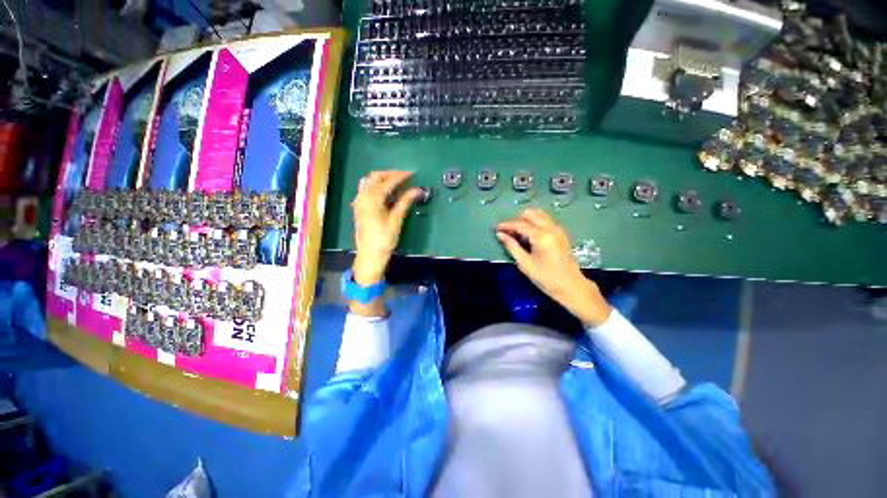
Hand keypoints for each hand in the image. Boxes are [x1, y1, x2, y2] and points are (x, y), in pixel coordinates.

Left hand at [351, 170, 420, 285]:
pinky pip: (365, 190)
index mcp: (372, 199)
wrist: (369, 256)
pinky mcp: (359, 208)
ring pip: (368, 182)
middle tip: (404, 176)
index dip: (400, 176)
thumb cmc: (384, 239)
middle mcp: (363, 197)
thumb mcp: (396, 220)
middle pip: (375, 177)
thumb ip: (405, 202)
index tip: (412, 173)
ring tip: (395, 183)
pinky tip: (384, 193)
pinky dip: (375, 186)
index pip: (388, 181)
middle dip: (390, 174)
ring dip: (381, 179)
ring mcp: (359, 202)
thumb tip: (416, 190)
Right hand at [496, 208, 610, 326]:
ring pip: (538, 214)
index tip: (495, 228)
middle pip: (530, 214)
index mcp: (541, 236)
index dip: (506, 225)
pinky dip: (534, 222)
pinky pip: (545, 220)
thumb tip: (500, 234)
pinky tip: (528, 234)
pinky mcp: (560, 232)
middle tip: (507, 232)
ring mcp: (557, 229)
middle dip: (516, 220)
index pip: (520, 224)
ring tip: (517, 232)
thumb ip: (512, 246)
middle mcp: (550, 227)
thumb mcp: (525, 263)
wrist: (571, 286)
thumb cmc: (546, 278)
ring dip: (526, 220)